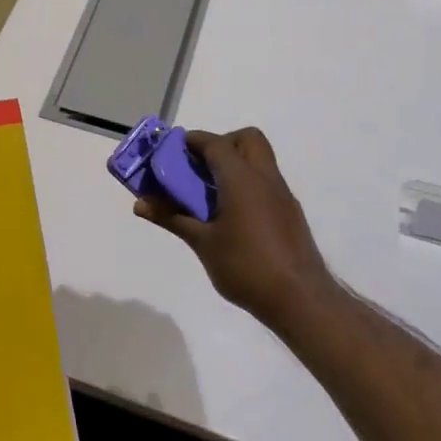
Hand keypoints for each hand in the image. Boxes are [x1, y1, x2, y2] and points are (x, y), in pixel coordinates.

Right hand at [133, 127, 335, 330]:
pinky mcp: (289, 213)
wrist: (301, 300)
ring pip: (258, 161)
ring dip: (233, 165)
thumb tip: (139, 204)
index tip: (170, 152)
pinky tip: (229, 216)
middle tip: (198, 168)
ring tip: (208, 194)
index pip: (215, 143)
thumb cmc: (246, 266)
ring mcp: (282, 195)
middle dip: (220, 145)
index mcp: (242, 179)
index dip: (191, 142)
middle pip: (247, 139)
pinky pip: (265, 183)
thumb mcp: (202, 243)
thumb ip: (172, 217)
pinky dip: (245, 185)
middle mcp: (265, 178)